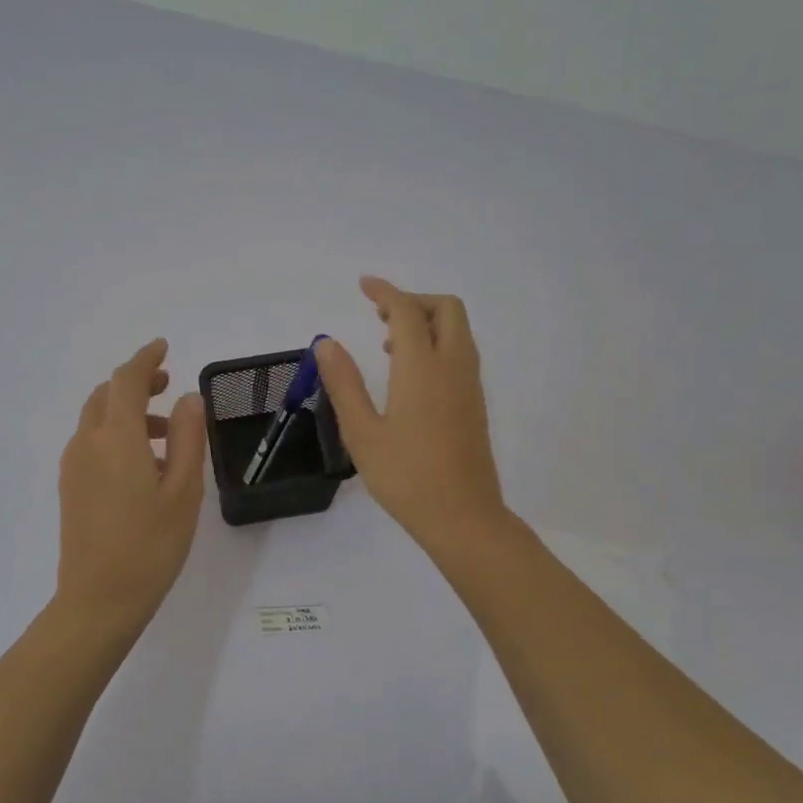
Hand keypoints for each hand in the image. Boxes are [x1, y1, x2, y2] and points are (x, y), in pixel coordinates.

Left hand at [56, 338, 206, 635]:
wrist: (99, 599)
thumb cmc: (150, 545)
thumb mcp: (183, 490)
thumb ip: (187, 437)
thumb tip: (188, 398)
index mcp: (116, 438)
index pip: (126, 380)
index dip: (145, 359)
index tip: (164, 348)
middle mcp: (87, 443)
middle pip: (106, 395)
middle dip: (135, 383)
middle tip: (166, 387)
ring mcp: (73, 466)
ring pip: (96, 419)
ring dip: (126, 412)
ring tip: (165, 434)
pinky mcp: (69, 487)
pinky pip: (91, 443)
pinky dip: (115, 434)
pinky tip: (142, 463)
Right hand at [314, 277, 507, 551]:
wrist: (463, 517)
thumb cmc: (406, 478)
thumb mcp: (362, 433)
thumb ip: (344, 383)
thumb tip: (327, 343)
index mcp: (422, 369)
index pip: (406, 312)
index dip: (385, 292)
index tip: (364, 285)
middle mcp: (453, 367)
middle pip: (446, 309)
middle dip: (413, 300)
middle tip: (379, 314)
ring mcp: (470, 384)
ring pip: (458, 330)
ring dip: (427, 321)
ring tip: (388, 342)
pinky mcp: (475, 403)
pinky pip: (461, 352)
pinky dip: (438, 342)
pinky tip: (410, 373)